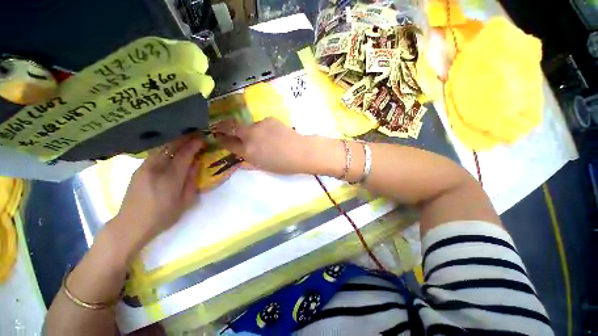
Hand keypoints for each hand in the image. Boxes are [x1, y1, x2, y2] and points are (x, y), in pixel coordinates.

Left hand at [115, 136, 203, 247]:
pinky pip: (154, 153)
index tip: (202, 139)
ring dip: (173, 141)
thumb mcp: (185, 202)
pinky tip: (170, 147)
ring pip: (161, 148)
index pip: (184, 156)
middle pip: (171, 147)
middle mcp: (157, 169)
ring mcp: (145, 167)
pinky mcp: (139, 169)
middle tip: (194, 133)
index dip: (194, 146)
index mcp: (171, 178)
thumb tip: (196, 164)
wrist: (131, 224)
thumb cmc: (163, 216)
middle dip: (184, 139)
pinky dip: (164, 147)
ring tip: (183, 137)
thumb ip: (192, 181)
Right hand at [213, 117, 311, 174]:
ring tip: (265, 138)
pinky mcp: (269, 119)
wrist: (302, 152)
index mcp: (248, 151)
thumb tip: (241, 156)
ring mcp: (259, 125)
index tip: (218, 138)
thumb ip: (249, 161)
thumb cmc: (284, 165)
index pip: (227, 143)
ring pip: (250, 126)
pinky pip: (262, 124)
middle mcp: (250, 136)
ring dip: (252, 131)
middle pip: (231, 127)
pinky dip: (264, 129)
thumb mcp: (263, 167)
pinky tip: (274, 134)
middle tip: (221, 127)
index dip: (221, 140)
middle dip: (223, 127)